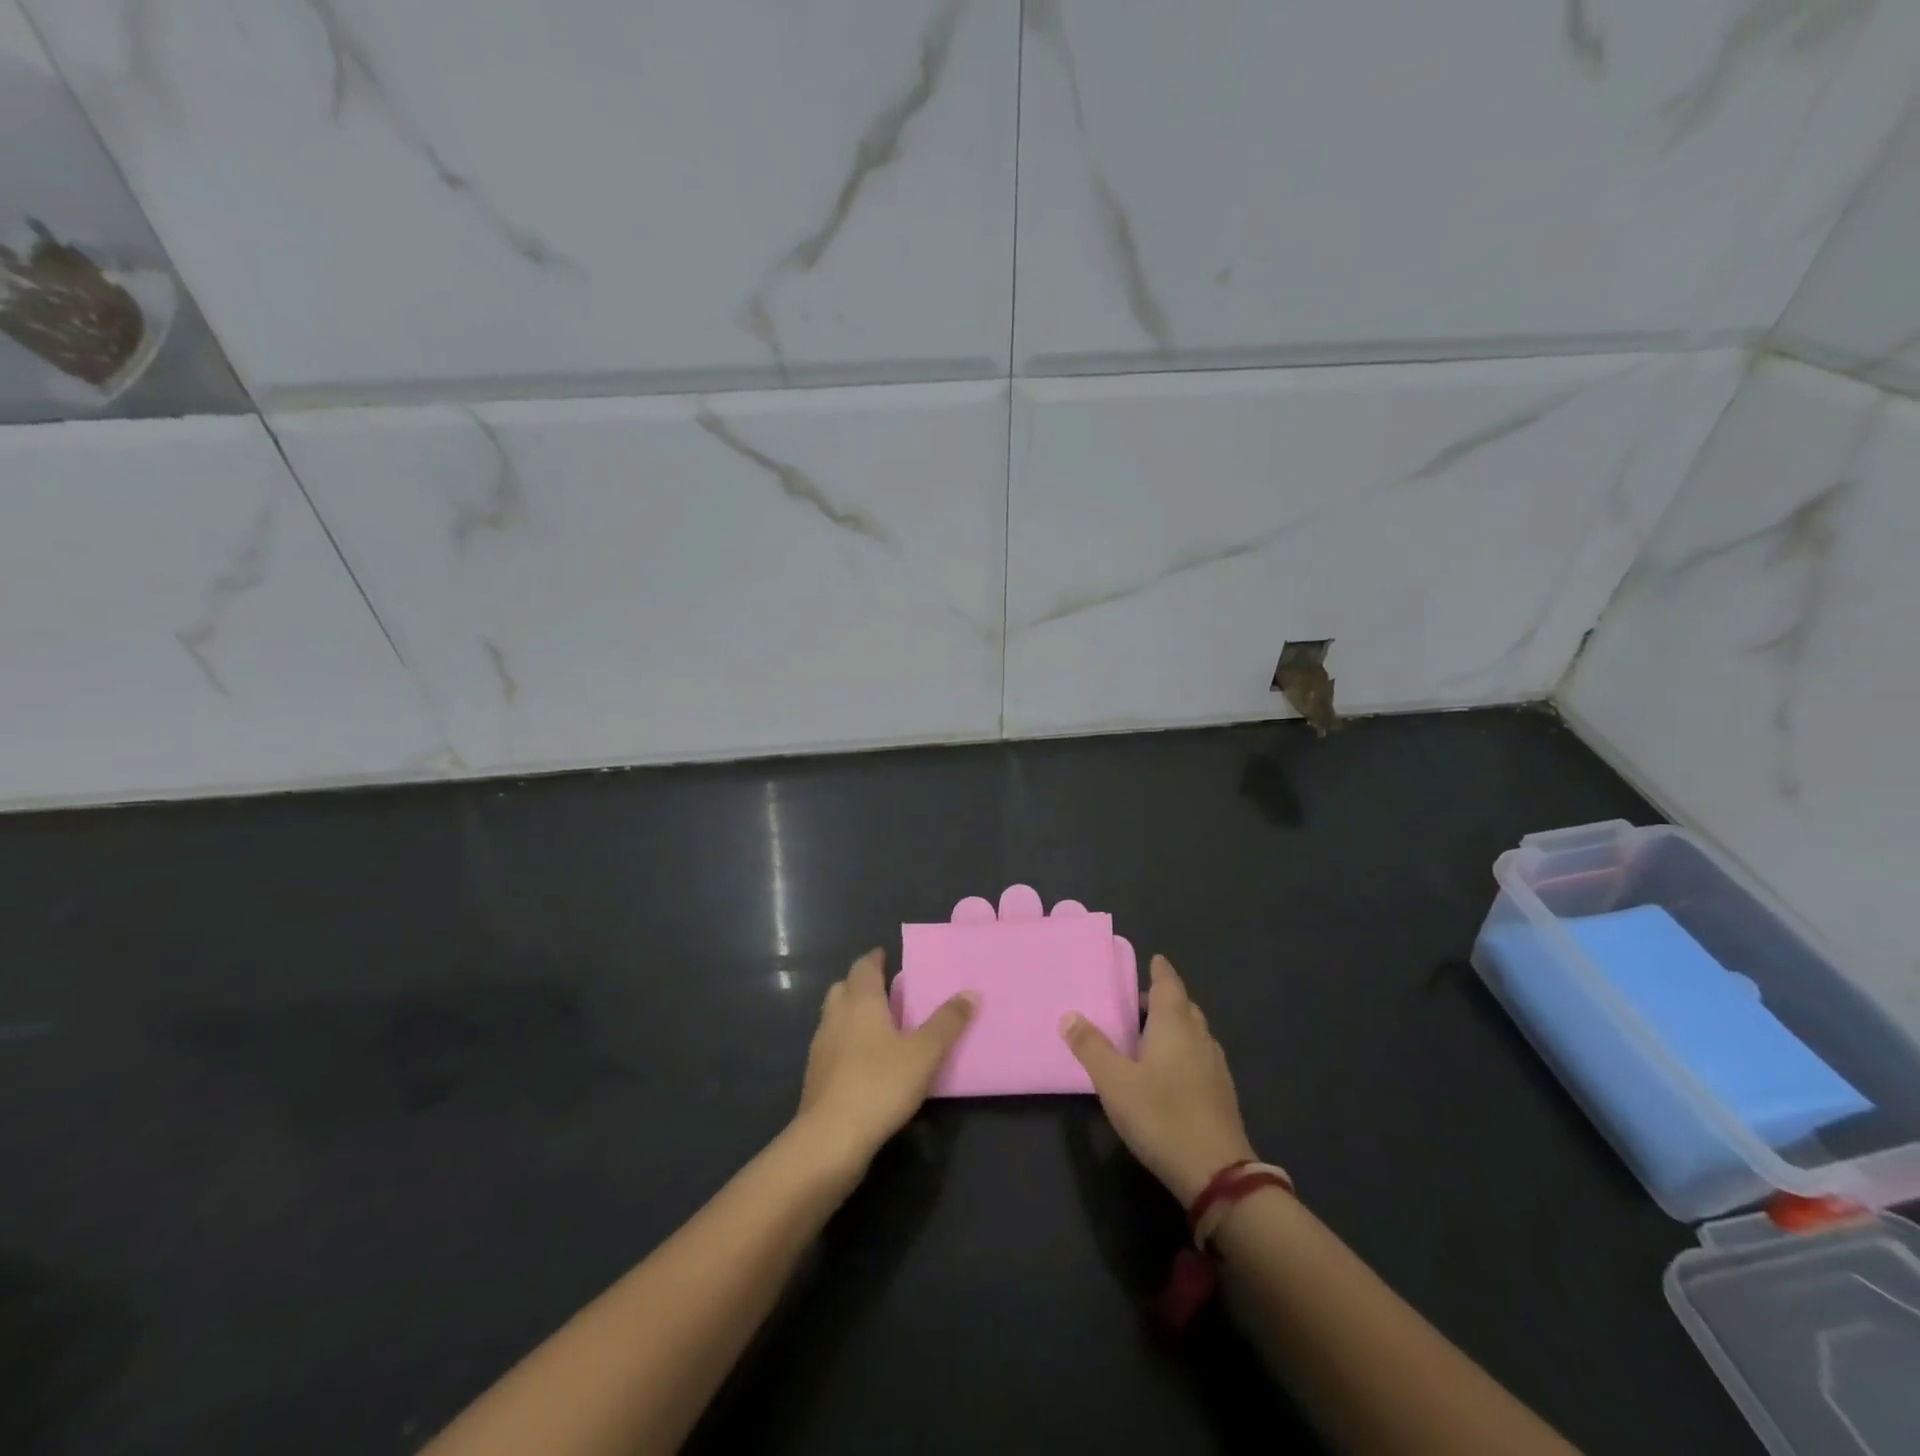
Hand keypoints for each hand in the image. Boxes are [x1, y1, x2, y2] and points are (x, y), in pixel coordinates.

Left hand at [794, 949, 976, 1172]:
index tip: (885, 955)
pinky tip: (864, 1062)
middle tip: (885, 990)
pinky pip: (832, 1045)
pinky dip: (846, 1042)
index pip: (863, 968)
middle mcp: (836, 1017)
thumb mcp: (924, 1054)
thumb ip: (947, 1023)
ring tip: (878, 1026)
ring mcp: (821, 1047)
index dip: (874, 959)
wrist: (830, 1139)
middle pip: (844, 988)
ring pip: (834, 1017)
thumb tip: (971, 992)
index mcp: (860, 1002)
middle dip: (861, 985)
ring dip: (852, 1014)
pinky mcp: (815, 1076)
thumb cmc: (880, 1085)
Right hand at [1061, 955, 1257, 1205]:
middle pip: (1184, 1007)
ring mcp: (1215, 1066)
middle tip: (1138, 1001)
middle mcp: (1199, 1037)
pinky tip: (1171, 1070)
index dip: (1161, 971)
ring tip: (1150, 1033)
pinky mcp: (1222, 1093)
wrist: (1217, 1174)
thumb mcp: (1115, 1082)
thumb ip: (1091, 1047)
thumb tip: (1069, 1014)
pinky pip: (1200, 1055)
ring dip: (1175, 1025)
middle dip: (1164, 998)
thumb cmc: (1161, 1116)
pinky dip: (1184, 1050)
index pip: (1169, 984)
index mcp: (1174, 1025)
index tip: (1154, 959)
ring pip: (1195, 1032)